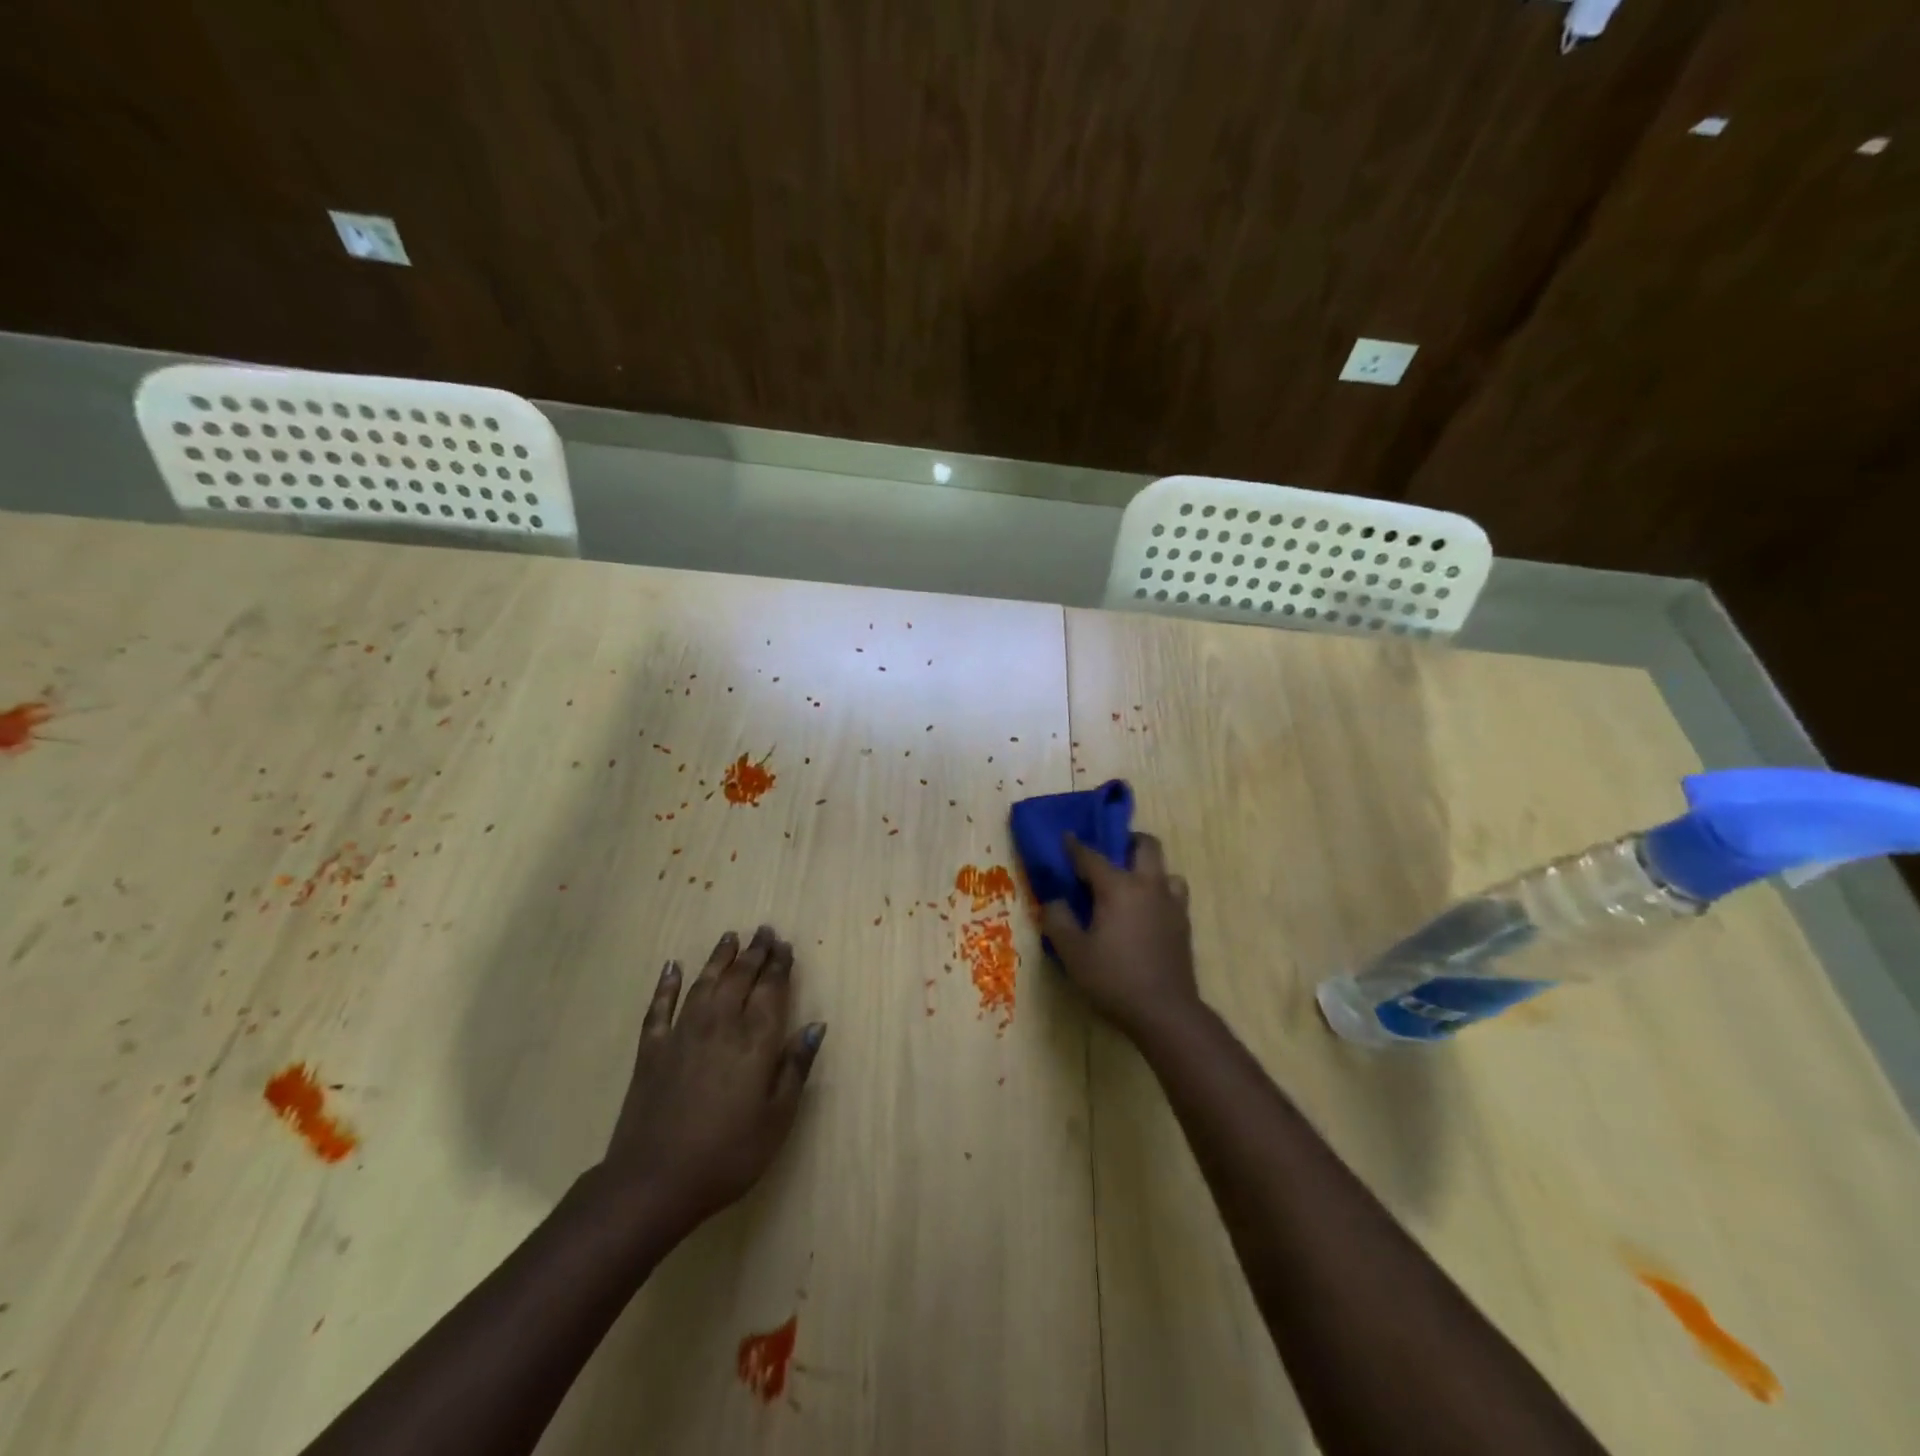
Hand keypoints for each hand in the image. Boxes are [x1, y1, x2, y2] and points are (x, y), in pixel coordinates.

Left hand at [597, 926, 825, 1234]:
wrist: (653, 1183)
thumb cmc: (728, 1155)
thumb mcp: (777, 1119)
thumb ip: (796, 1067)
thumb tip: (816, 1025)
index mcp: (755, 1041)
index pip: (771, 989)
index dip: (779, 965)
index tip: (785, 945)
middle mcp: (720, 1025)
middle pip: (740, 978)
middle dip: (754, 952)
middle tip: (764, 931)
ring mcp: (682, 1035)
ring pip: (704, 983)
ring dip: (718, 958)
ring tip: (730, 937)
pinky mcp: (652, 1051)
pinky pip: (660, 1007)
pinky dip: (667, 984)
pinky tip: (672, 967)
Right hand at [1041, 833, 1200, 1038]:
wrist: (1165, 1012)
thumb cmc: (1114, 979)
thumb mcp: (1072, 953)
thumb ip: (1058, 920)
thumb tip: (1055, 900)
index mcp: (1119, 888)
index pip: (1092, 857)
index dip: (1075, 846)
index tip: (1066, 836)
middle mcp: (1149, 886)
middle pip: (1146, 846)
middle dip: (1127, 841)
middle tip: (1111, 852)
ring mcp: (1172, 904)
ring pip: (1166, 870)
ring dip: (1148, 869)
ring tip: (1131, 886)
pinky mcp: (1183, 925)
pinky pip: (1173, 894)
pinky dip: (1159, 893)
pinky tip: (1145, 913)